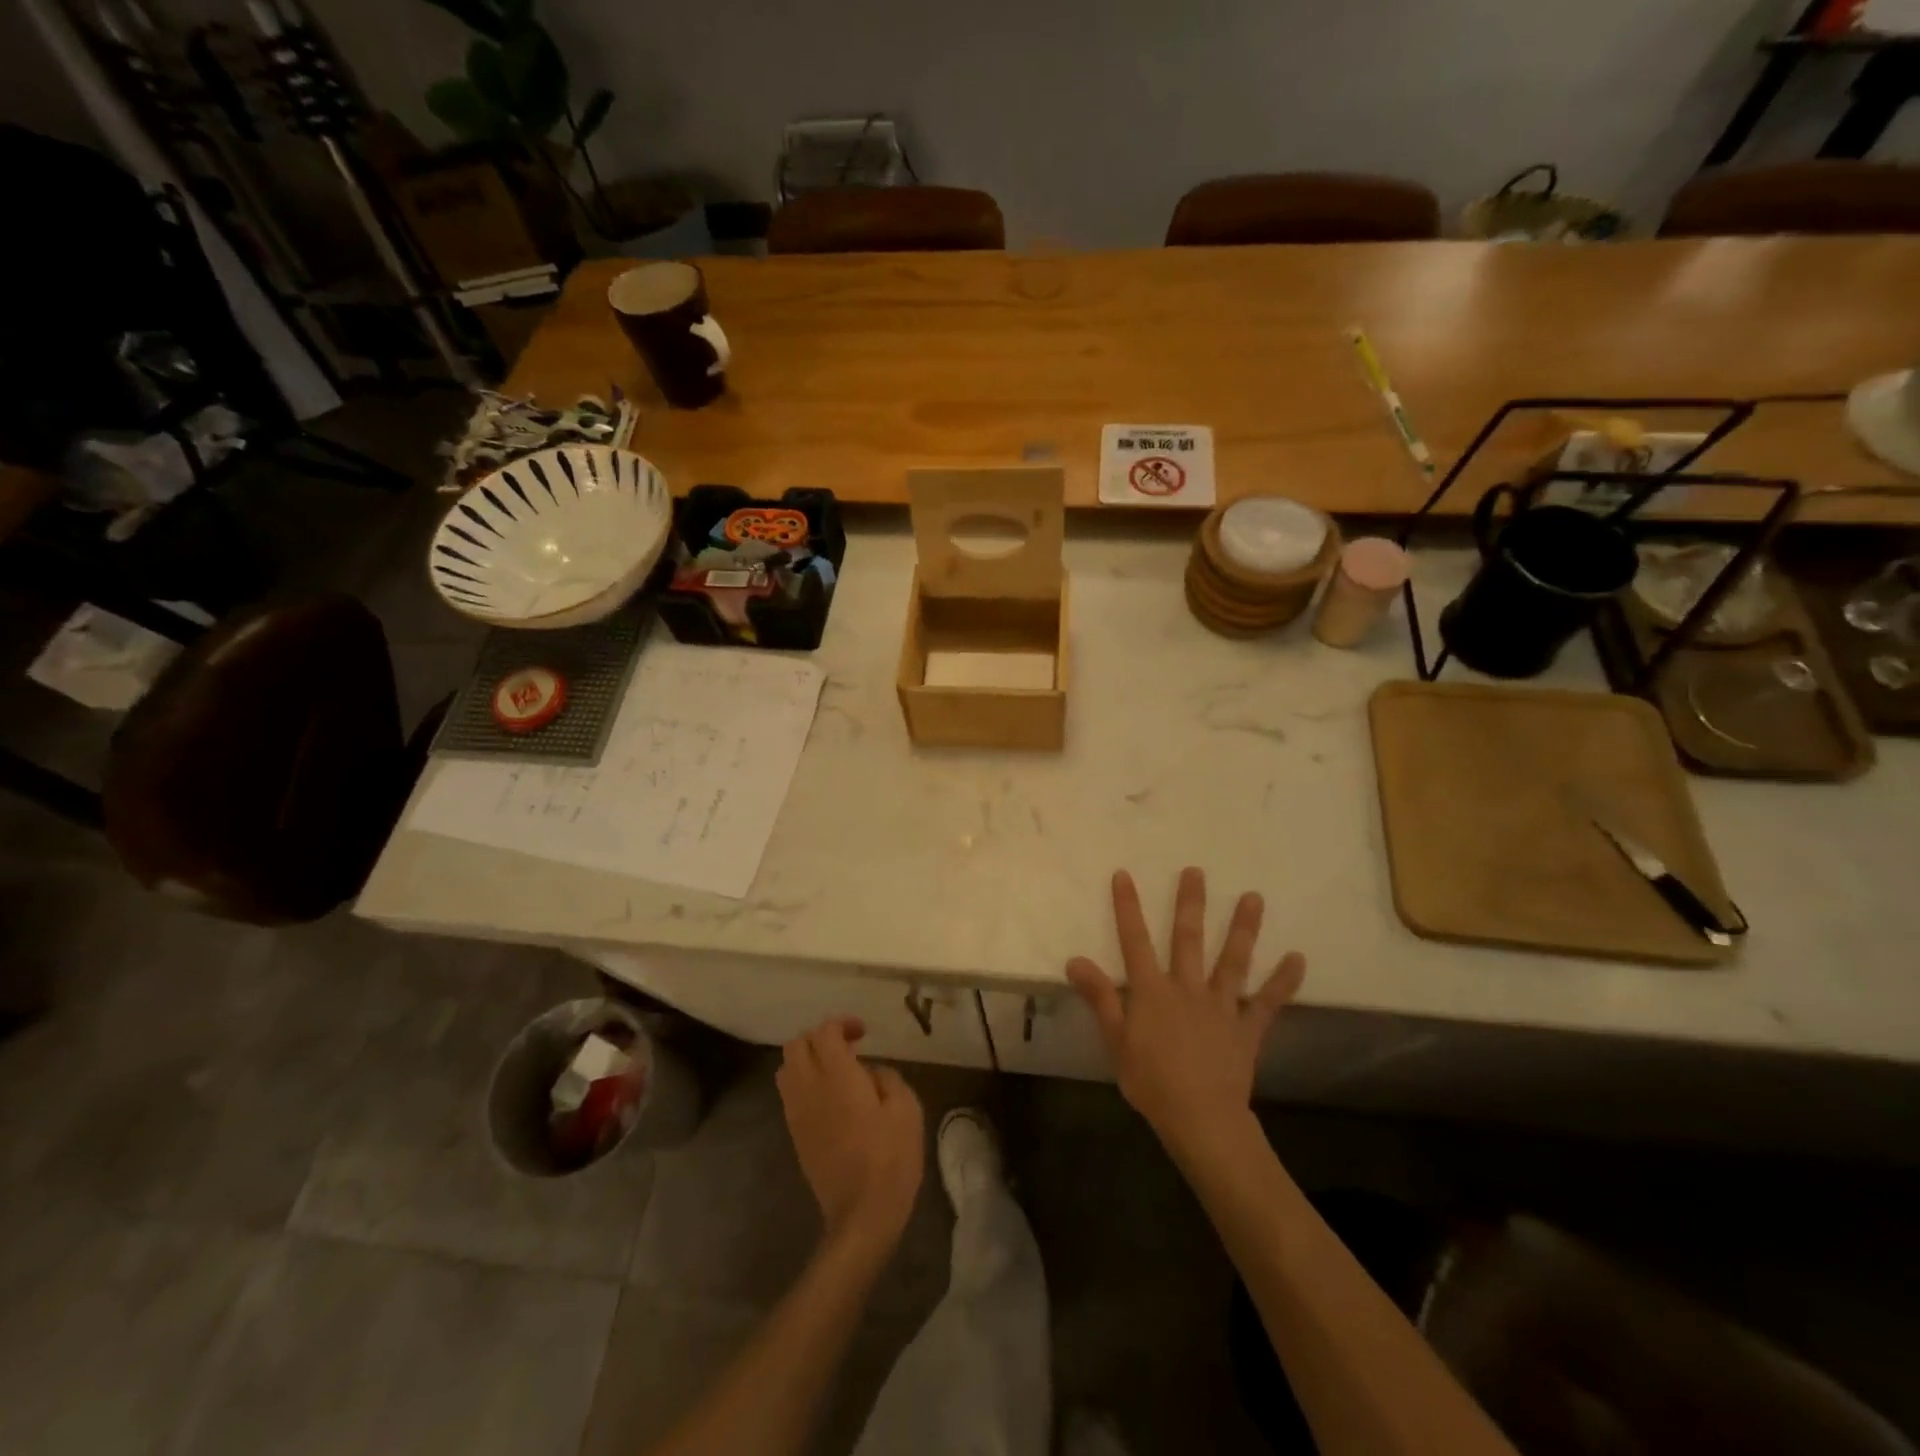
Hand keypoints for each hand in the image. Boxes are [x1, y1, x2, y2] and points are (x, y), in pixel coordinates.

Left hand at [777, 1018, 925, 1258]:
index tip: (863, 1033)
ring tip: (835, 1070)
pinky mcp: (796, 1136)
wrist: (862, 1214)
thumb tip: (869, 1072)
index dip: (842, 1023)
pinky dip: (804, 1083)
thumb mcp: (906, 1108)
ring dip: (807, 1060)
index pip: (824, 1032)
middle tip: (847, 1047)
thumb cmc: (890, 1157)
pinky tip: (830, 1098)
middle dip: (819, 1037)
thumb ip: (887, 1077)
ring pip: (786, 1069)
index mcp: (837, 1076)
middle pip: (795, 1045)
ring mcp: (797, 1114)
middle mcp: (809, 1088)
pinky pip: (790, 1095)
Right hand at [1066, 868, 1304, 1156]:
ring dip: (1243, 928)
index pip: (1135, 941)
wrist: (1201, 1118)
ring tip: (1254, 897)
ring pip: (1233, 960)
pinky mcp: (1247, 1028)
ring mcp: (1221, 1006)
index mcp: (1152, 991)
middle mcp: (1187, 988)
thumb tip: (1075, 960)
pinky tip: (1298, 959)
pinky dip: (1282, 981)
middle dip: (1190, 903)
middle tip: (1196, 871)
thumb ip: (1100, 997)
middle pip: (1188, 939)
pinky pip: (1267, 1002)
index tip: (1124, 875)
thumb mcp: (1116, 1041)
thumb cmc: (1151, 1082)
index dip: (1128, 907)